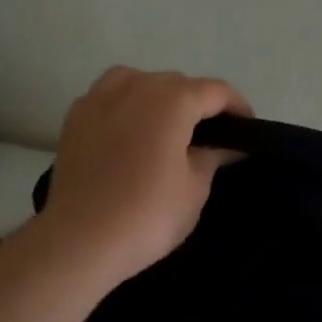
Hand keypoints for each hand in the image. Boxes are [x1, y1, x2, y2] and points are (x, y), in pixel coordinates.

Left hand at [37, 67, 252, 282]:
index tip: (246, 130)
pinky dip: (126, 106)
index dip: (237, 107)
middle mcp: (136, 86)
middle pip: (177, 83)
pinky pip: (109, 96)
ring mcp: (99, 98)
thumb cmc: (148, 214)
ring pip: (140, 81)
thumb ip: (213, 155)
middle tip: (209, 137)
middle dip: (198, 103)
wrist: (80, 239)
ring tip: (165, 127)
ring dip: (159, 96)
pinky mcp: (75, 117)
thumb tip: (225, 145)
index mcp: (172, 99)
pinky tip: (129, 132)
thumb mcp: (195, 187)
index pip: (216, 91)